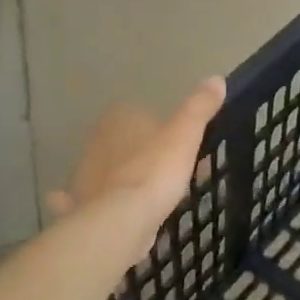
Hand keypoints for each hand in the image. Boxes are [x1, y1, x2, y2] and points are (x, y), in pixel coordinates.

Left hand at [46, 77, 225, 268]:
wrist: (122, 220)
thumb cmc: (155, 171)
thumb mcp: (185, 135)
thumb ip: (199, 108)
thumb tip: (216, 79)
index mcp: (120, 120)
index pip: (139, 114)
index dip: (161, 128)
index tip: (182, 145)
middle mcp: (97, 143)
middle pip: (124, 143)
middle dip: (143, 153)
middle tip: (174, 171)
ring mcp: (86, 176)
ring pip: (106, 170)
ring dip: (122, 177)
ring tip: (152, 194)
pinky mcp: (83, 206)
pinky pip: (89, 201)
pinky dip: (97, 203)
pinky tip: (111, 211)